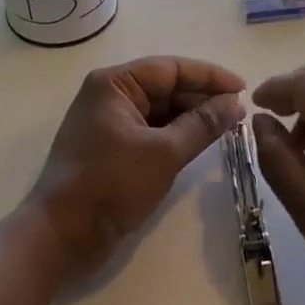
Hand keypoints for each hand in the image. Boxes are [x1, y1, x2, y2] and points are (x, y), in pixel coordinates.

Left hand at [27, 56, 245, 279]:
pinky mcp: (111, 147)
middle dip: (202, 97)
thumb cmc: (110, 185)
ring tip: (227, 127)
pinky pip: (150, 130)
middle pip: (165, 86)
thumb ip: (202, 125)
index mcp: (115, 84)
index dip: (210, 76)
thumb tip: (235, 104)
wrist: (61, 236)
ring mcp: (108, 122)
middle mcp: (109, 95)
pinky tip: (200, 142)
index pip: (171, 68)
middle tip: (239, 112)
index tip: (244, 88)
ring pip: (159, 109)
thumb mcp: (163, 153)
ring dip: (191, 117)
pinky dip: (175, 134)